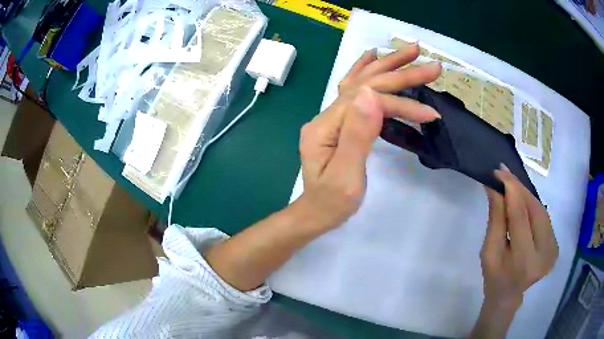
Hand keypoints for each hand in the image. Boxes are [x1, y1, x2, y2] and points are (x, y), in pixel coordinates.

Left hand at [296, 45, 441, 230]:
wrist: (316, 212)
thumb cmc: (332, 202)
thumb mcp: (345, 176)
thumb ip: (357, 135)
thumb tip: (370, 94)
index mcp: (325, 127)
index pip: (367, 102)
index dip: (400, 103)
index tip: (429, 113)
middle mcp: (326, 115)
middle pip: (365, 84)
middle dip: (400, 73)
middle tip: (431, 65)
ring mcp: (331, 116)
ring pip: (361, 81)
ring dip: (387, 64)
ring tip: (411, 51)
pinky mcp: (339, 121)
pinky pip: (353, 88)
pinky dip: (366, 69)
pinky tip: (375, 57)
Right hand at [481, 164, 558, 308]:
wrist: (508, 294)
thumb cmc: (494, 275)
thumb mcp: (489, 250)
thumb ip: (495, 217)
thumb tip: (494, 185)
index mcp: (524, 261)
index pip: (520, 217)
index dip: (511, 190)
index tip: (500, 171)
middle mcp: (544, 254)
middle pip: (534, 210)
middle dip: (519, 189)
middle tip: (505, 174)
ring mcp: (553, 250)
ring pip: (541, 211)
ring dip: (526, 195)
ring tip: (512, 186)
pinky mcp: (556, 246)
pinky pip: (544, 218)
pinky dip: (533, 206)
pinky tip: (523, 202)